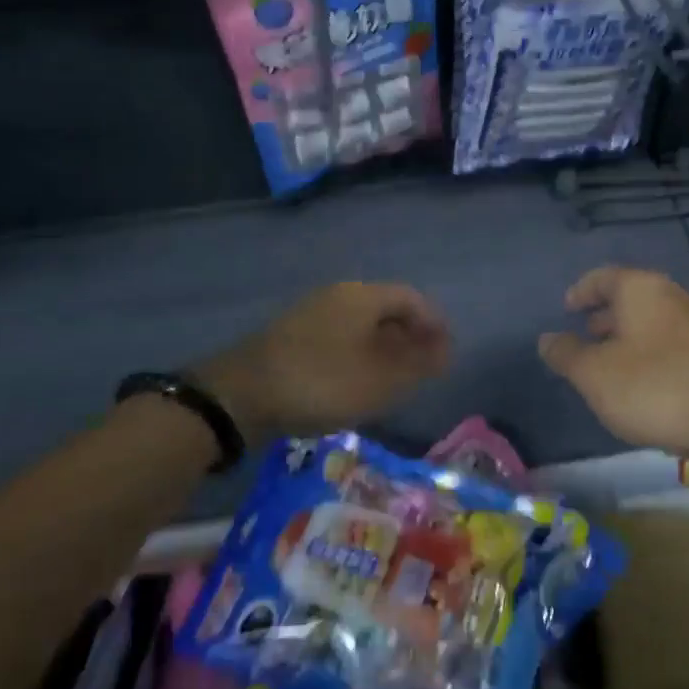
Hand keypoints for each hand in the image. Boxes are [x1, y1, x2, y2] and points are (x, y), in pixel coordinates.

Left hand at [191, 282, 451, 442]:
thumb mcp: (380, 381)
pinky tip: (356, 381)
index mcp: (364, 296)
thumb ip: (418, 364)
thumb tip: (444, 350)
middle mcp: (339, 294)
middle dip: (410, 336)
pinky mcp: (292, 333)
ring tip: (394, 379)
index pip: (412, 299)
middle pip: (386, 308)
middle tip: (423, 368)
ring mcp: (312, 311)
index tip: (446, 354)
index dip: (434, 324)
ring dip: (384, 347)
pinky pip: (340, 335)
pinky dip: (358, 353)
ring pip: (361, 323)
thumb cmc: (322, 382)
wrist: (241, 394)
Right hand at [538, 265, 688, 460]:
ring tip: (616, 365)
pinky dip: (657, 353)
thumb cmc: (656, 388)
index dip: (581, 291)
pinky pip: (678, 342)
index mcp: (642, 289)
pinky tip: (652, 384)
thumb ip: (567, 355)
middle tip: (588, 337)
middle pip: (633, 297)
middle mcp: (675, 295)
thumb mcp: (595, 376)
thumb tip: (547, 339)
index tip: (567, 309)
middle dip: (607, 316)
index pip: (603, 277)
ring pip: (657, 321)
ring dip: (633, 337)